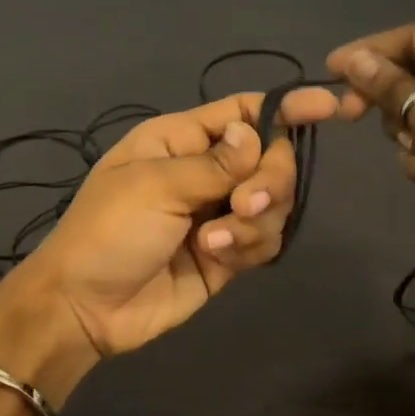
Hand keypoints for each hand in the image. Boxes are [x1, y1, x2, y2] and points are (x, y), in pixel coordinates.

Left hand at [6, 88, 338, 363]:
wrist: (85, 308)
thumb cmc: (108, 231)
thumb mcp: (156, 186)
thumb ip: (216, 163)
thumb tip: (257, 133)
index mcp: (181, 139)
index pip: (245, 111)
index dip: (286, 107)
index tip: (329, 108)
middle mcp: (205, 170)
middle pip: (270, 157)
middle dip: (270, 178)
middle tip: (244, 202)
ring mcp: (218, 213)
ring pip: (273, 201)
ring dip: (256, 219)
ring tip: (215, 240)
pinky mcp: (227, 254)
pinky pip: (264, 239)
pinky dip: (250, 245)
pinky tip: (218, 256)